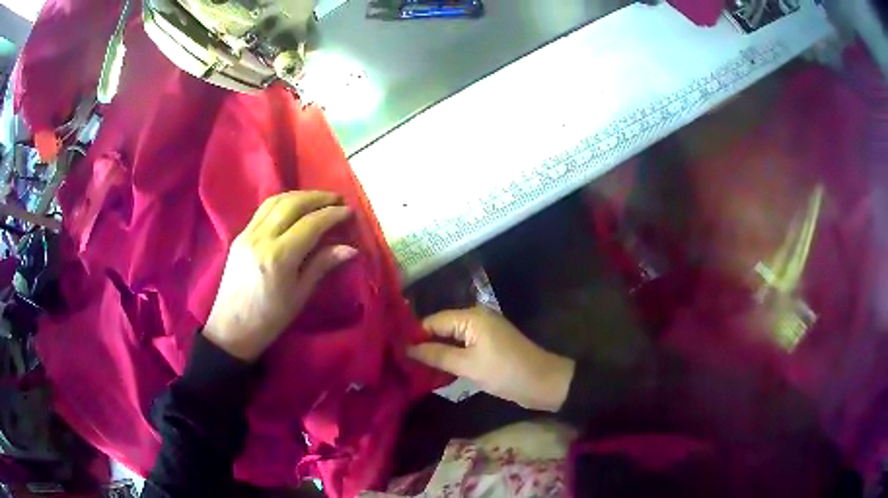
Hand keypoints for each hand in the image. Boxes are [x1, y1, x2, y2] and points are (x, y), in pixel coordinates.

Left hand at [204, 191, 355, 360]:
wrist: (231, 328)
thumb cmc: (270, 319)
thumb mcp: (300, 295)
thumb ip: (322, 265)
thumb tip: (350, 248)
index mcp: (279, 257)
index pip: (311, 224)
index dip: (332, 214)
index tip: (349, 212)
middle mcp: (262, 238)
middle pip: (293, 204)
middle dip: (318, 198)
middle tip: (337, 199)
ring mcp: (247, 234)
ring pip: (275, 201)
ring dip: (299, 195)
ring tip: (318, 199)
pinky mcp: (240, 235)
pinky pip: (263, 210)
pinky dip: (282, 202)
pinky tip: (294, 207)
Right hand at [408, 307, 574, 411]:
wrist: (544, 383)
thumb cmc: (506, 372)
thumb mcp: (469, 366)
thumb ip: (436, 355)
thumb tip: (405, 349)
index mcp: (471, 317)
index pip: (432, 321)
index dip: (413, 336)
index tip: (393, 351)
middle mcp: (475, 319)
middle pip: (440, 329)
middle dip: (422, 345)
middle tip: (398, 363)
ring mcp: (482, 334)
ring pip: (450, 341)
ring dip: (434, 354)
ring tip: (409, 369)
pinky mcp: (487, 348)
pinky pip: (461, 349)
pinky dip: (449, 359)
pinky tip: (433, 372)